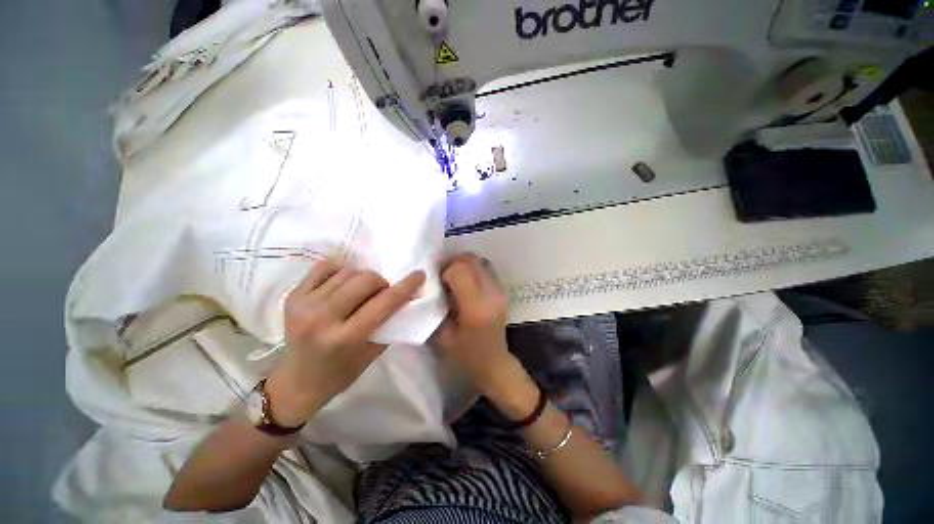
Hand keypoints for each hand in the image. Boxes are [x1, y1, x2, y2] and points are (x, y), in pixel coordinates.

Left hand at [266, 260, 424, 426]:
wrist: (296, 381)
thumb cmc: (340, 373)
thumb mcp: (372, 353)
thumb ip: (389, 323)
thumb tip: (405, 298)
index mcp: (346, 338)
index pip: (384, 303)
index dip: (406, 286)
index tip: (418, 274)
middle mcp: (322, 318)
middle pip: (365, 280)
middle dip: (381, 282)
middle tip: (382, 292)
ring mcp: (304, 304)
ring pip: (348, 272)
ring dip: (362, 278)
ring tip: (361, 292)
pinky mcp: (293, 296)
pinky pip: (324, 267)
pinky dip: (340, 271)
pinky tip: (342, 284)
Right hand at [431, 254, 536, 416]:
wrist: (495, 363)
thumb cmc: (466, 356)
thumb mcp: (441, 337)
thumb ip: (434, 309)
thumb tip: (428, 286)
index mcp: (476, 308)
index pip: (460, 271)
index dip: (445, 271)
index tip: (438, 282)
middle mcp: (491, 294)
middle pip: (471, 260)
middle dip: (453, 262)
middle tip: (442, 275)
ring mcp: (500, 290)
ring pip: (480, 260)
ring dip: (464, 263)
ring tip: (453, 276)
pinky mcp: (502, 290)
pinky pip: (486, 268)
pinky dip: (473, 268)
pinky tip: (466, 282)